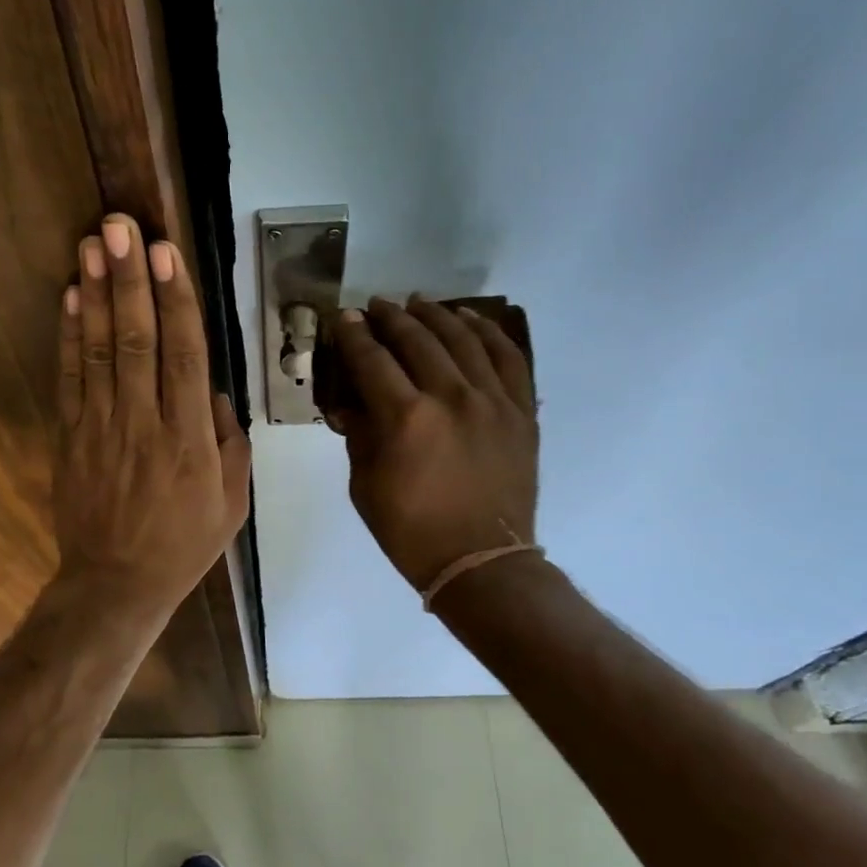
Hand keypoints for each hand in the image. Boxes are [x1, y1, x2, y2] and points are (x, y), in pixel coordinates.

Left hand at [53, 214, 250, 621]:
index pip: (184, 355)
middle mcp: (144, 422)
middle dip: (129, 279)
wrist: (116, 583)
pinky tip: (69, 297)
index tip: (166, 253)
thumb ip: (230, 444)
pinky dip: (68, 336)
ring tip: (92, 244)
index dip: (175, 300)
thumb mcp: (232, 502)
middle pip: (137, 340)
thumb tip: (215, 395)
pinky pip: (69, 379)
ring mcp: (101, 427)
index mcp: (189, 437)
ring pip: (99, 350)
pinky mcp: (70, 436)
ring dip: (95, 294)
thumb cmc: (183, 544)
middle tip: (120, 226)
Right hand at [330, 297, 538, 593]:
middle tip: (376, 306)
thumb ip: (359, 437)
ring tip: (419, 303)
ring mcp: (493, 401)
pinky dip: (489, 333)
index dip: (354, 336)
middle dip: (391, 318)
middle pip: (418, 341)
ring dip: (437, 316)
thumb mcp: (365, 487)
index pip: (373, 361)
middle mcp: (451, 398)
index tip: (345, 318)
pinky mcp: (521, 412)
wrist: (481, 563)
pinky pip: (509, 359)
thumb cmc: (412, 532)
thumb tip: (350, 404)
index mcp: (406, 419)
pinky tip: (471, 319)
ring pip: (463, 339)